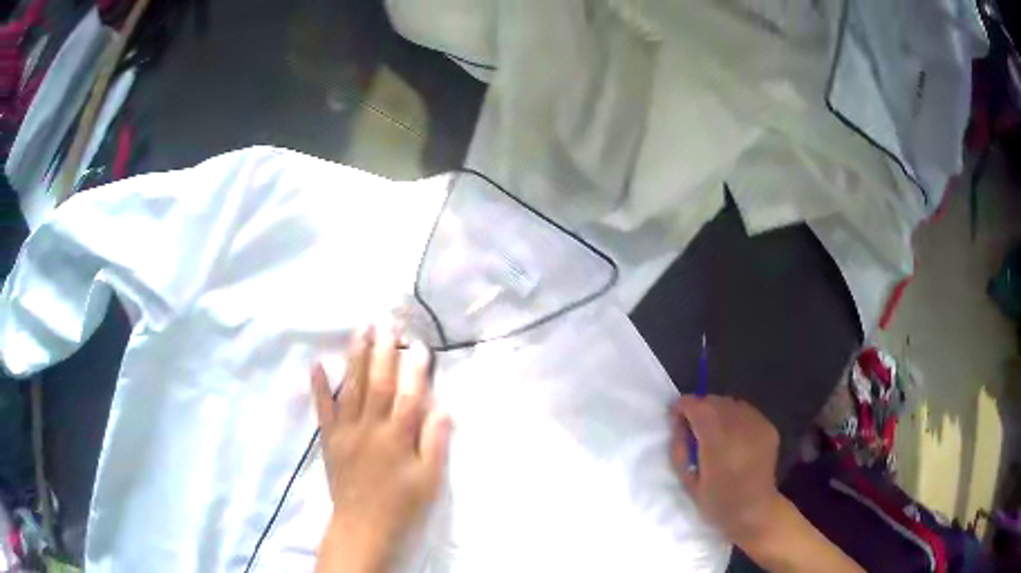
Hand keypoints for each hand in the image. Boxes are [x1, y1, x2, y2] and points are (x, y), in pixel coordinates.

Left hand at [312, 323, 451, 572]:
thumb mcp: (429, 480)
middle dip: (384, 351)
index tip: (419, 344)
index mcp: (398, 438)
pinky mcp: (330, 439)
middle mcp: (371, 428)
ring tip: (361, 330)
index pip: (409, 395)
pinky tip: (317, 364)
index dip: (415, 368)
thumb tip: (442, 408)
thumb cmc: (402, 504)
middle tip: (388, 322)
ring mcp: (347, 431)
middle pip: (379, 383)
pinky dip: (319, 386)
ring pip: (352, 388)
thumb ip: (435, 443)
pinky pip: (323, 409)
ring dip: (356, 357)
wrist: (363, 525)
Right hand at [670, 395, 781, 546]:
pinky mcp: (769, 427)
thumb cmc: (717, 502)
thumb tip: (678, 424)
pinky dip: (735, 418)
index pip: (696, 405)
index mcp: (717, 440)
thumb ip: (679, 449)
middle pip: (714, 401)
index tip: (675, 418)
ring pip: (731, 403)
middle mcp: (739, 425)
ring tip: (715, 434)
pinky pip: (746, 412)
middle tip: (693, 429)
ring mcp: (757, 424)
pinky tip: (733, 438)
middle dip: (700, 409)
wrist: (754, 511)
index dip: (682, 408)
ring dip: (718, 413)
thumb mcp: (687, 481)